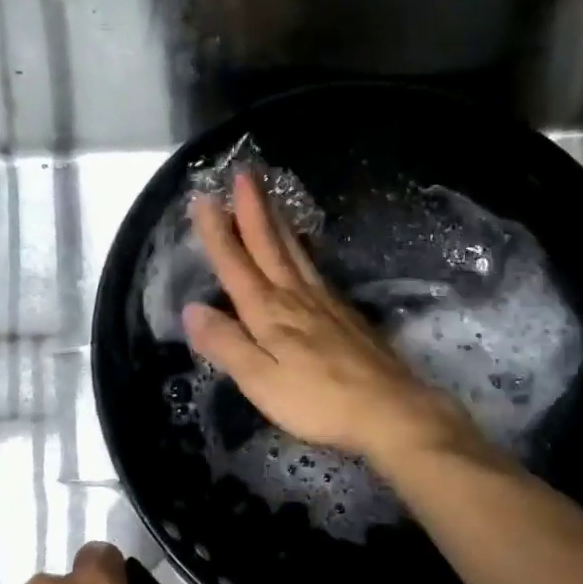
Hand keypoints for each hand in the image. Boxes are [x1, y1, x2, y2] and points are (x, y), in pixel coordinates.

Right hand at [183, 170, 483, 468]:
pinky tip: (304, 250)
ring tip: (269, 198)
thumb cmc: (319, 401)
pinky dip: (304, 250)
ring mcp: (326, 303)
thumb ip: (227, 345)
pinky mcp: (347, 315)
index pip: (237, 267)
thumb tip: (192, 309)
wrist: (390, 409)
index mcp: (270, 314)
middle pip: (271, 246)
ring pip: (296, 253)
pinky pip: (316, 269)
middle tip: (245, 174)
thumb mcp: (262, 382)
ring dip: (278, 223)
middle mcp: (297, 298)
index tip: (204, 199)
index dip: (219, 234)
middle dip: (254, 210)